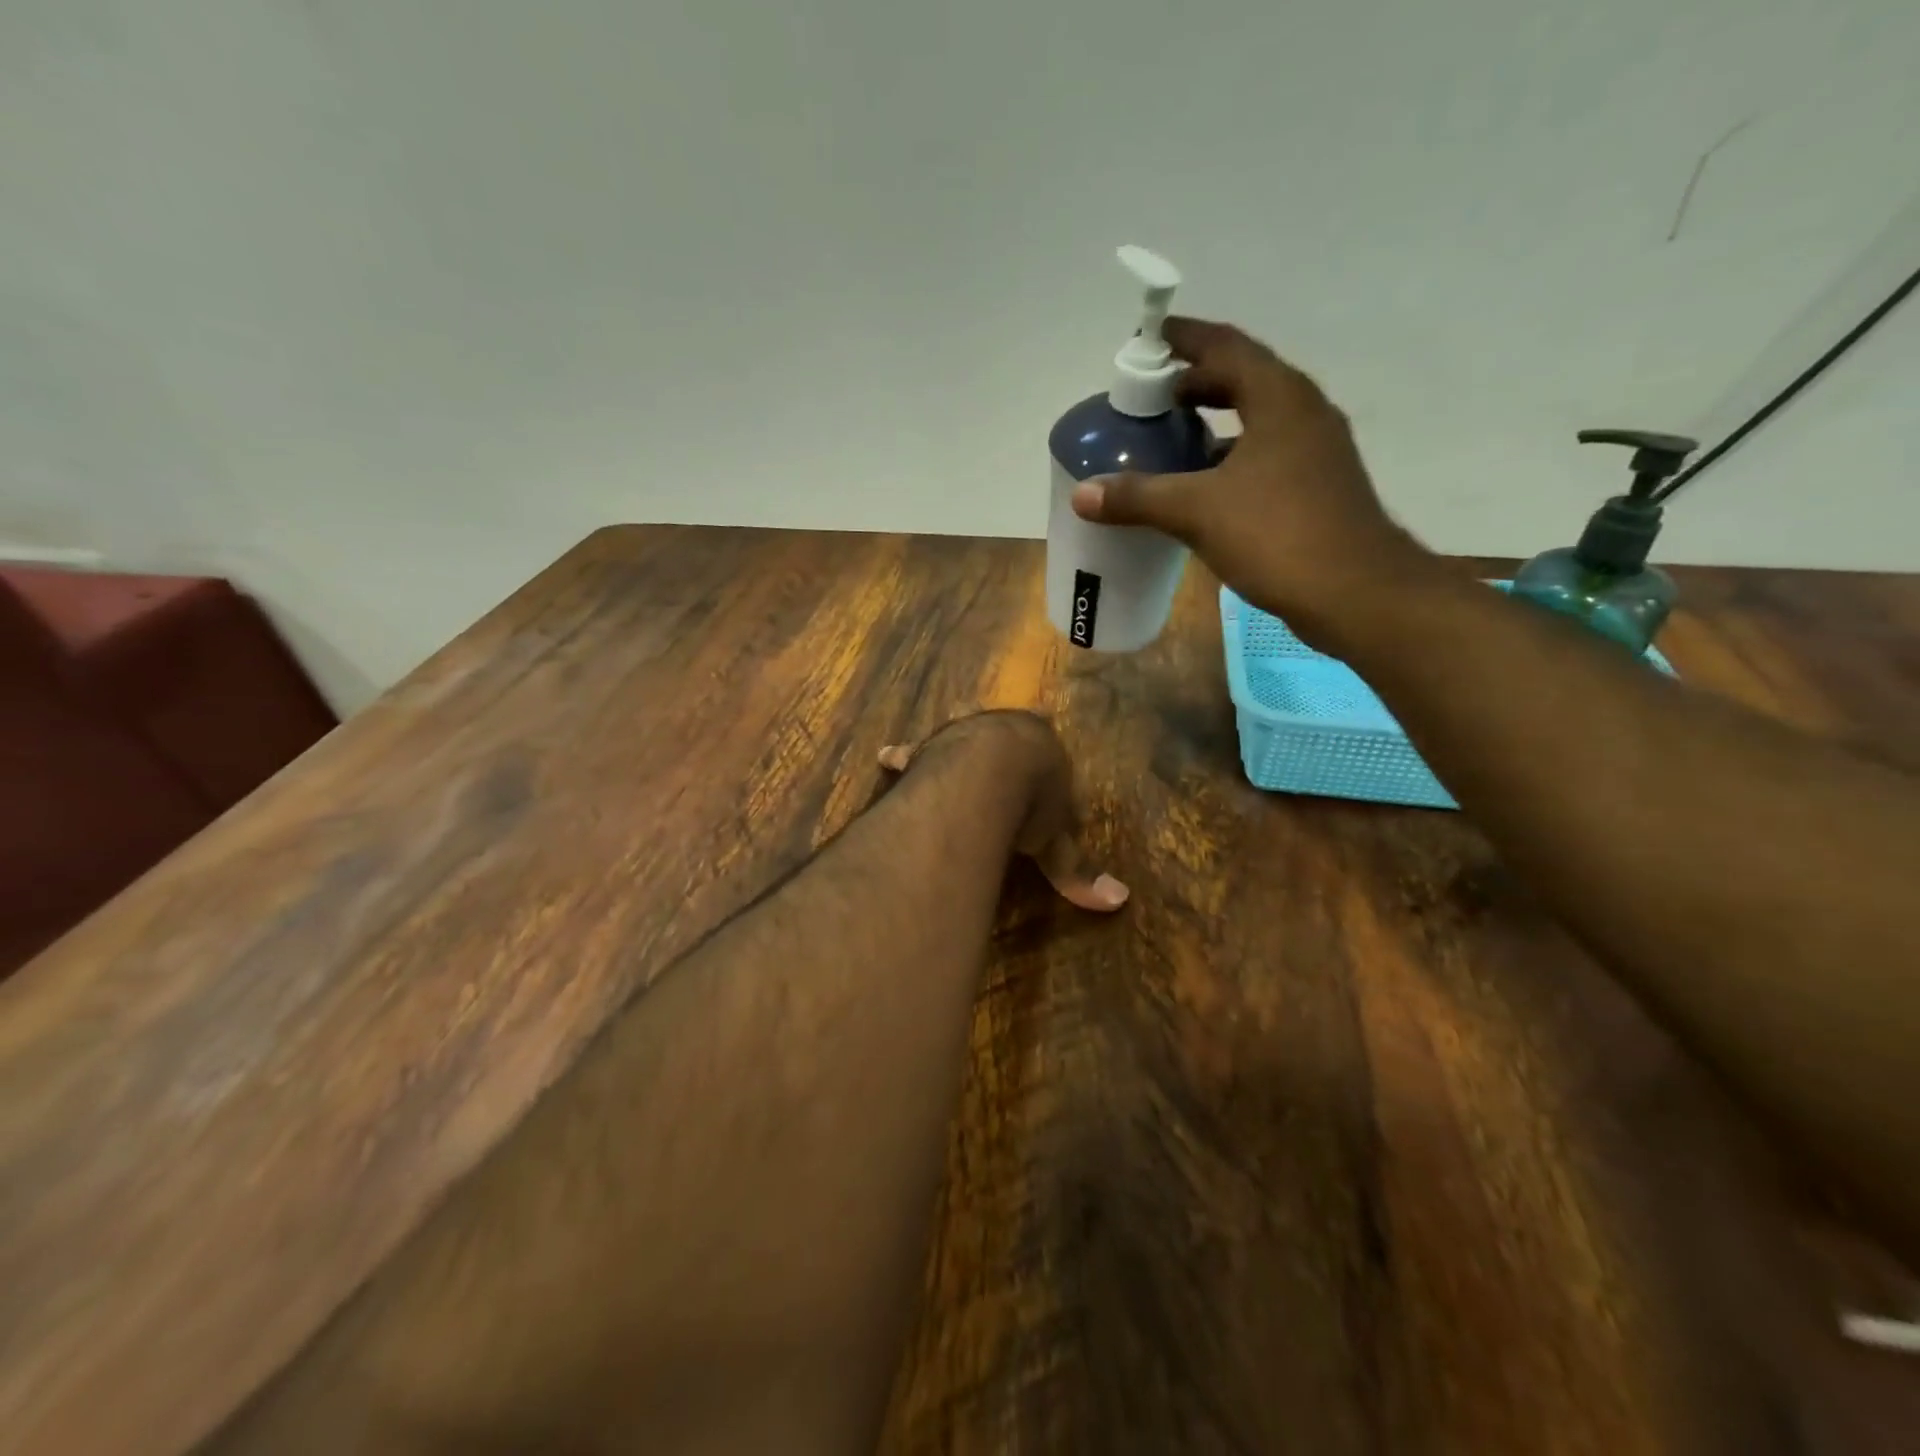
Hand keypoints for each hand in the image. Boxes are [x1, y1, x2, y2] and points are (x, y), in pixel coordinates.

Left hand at [878, 711, 1128, 912]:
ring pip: (955, 737)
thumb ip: (1076, 869)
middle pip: (998, 733)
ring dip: (949, 748)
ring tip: (952, 755)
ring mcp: (960, 735)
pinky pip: (913, 752)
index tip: (1034, 753)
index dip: (1037, 753)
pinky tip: (888, 758)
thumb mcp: (1056, 841)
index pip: (1043, 742)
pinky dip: (902, 757)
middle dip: (994, 743)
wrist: (990, 772)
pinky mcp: (927, 748)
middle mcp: (1000, 730)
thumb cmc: (1033, 800)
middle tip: (988, 755)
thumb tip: (1119, 902)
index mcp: (1040, 744)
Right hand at [1069, 317, 1423, 643]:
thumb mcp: (1198, 511)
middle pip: (1244, 378)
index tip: (1151, 338)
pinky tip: (1204, 486)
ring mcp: (1316, 451)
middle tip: (1154, 395)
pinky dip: (1232, 457)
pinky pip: (1266, 454)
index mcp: (1279, 398)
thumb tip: (1082, 493)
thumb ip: (1139, 497)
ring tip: (1172, 436)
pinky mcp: (1317, 487)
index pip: (1227, 347)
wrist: (1354, 592)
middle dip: (1198, 380)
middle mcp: (1303, 413)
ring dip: (1216, 420)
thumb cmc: (1277, 535)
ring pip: (1258, 419)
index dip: (1186, 338)